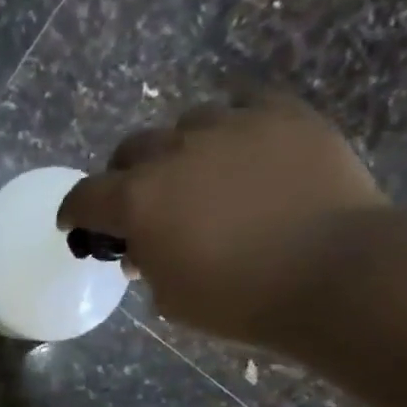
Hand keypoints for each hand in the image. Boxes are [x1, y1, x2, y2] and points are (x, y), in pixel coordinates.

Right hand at [57, 89, 385, 341]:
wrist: (331, 272)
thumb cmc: (239, 300)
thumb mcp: (172, 298)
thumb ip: (147, 264)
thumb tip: (144, 245)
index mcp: (139, 201)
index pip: (86, 196)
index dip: (75, 211)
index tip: (76, 223)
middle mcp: (174, 152)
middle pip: (131, 150)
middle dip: (125, 176)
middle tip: (140, 201)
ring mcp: (230, 125)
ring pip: (187, 125)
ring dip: (181, 150)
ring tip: (200, 175)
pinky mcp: (282, 114)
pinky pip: (244, 106)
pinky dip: (233, 128)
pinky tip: (242, 149)